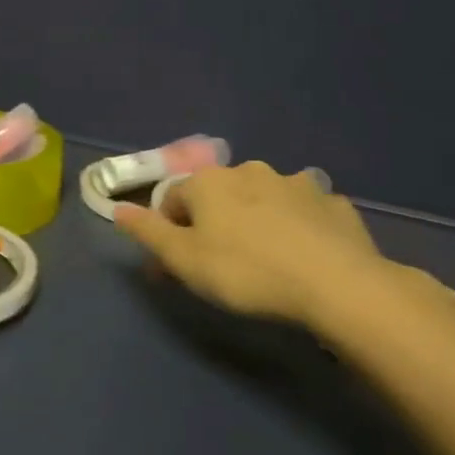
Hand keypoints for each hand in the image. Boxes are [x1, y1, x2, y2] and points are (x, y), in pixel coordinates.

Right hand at [114, 161, 391, 328]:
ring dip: (257, 219)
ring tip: (267, 259)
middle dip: (214, 222)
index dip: (170, 231)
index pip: (173, 199)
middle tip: (221, 264)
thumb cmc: (246, 271)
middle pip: (219, 195)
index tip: (177, 266)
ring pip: (264, 198)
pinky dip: (298, 227)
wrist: (336, 284)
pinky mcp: (333, 203)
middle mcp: (250, 170)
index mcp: (209, 182)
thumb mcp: (183, 260)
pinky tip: (304, 255)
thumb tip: (118, 209)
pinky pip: (304, 212)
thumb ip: (148, 232)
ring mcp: (297, 183)